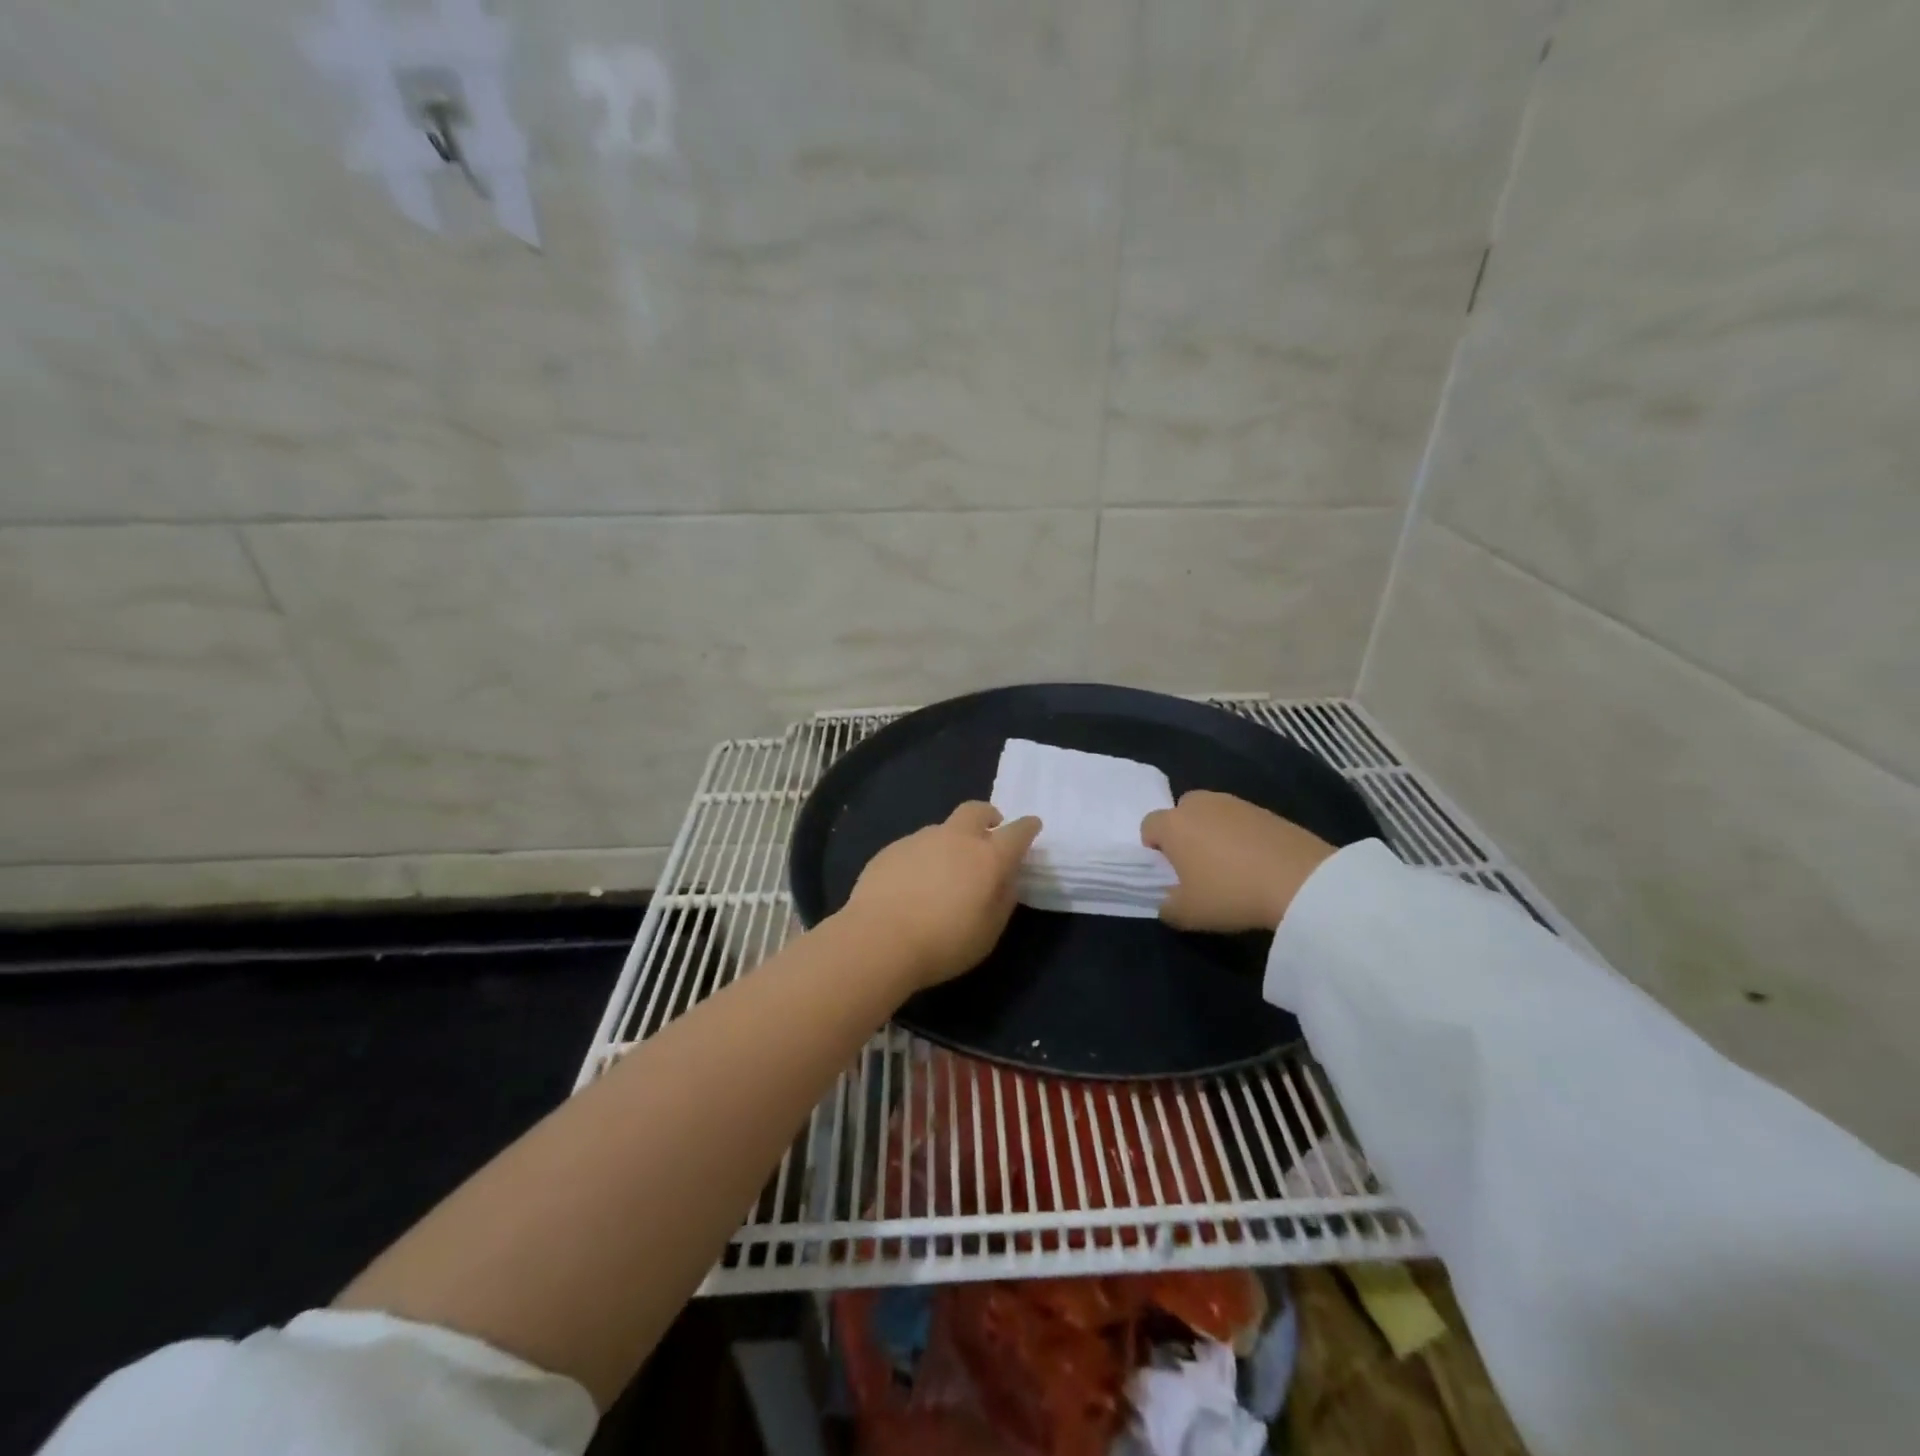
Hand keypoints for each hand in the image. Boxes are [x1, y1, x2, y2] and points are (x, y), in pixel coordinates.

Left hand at [841, 802, 1042, 990]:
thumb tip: (1007, 878)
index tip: (1031, 827)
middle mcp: (956, 838)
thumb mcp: (989, 931)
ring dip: (951, 842)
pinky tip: (912, 885)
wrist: (879, 939)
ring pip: (944, 828)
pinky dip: (923, 858)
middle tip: (989, 834)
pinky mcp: (892, 848)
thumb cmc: (944, 943)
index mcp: (988, 857)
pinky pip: (916, 846)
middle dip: (988, 817)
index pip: (1018, 831)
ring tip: (944, 873)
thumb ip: (1003, 898)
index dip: (1027, 828)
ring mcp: (921, 839)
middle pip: (977, 810)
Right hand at [1140, 791, 1336, 932]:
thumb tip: (1167, 901)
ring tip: (1231, 866)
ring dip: (1214, 833)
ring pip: (1212, 815)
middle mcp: (1199, 804)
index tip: (1170, 874)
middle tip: (1198, 867)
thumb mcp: (1187, 914)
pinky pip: (1241, 821)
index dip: (1154, 850)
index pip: (1148, 826)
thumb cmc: (1230, 893)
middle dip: (1184, 835)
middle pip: (1180, 813)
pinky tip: (1257, 863)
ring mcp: (1234, 803)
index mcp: (1172, 823)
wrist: (1301, 880)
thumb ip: (1166, 907)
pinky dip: (1242, 836)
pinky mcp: (1266, 809)